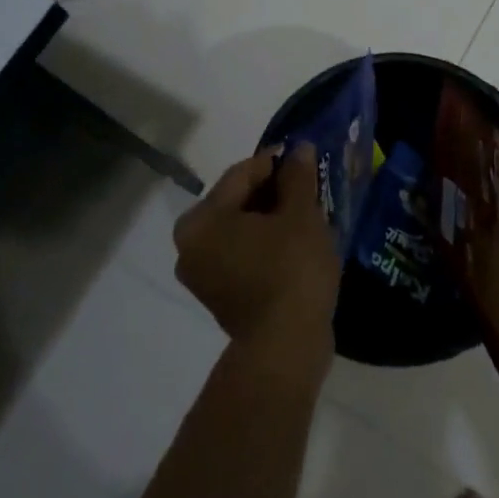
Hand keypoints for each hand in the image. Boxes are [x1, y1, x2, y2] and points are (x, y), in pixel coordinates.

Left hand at [174, 144, 340, 370]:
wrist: (285, 348)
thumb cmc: (290, 270)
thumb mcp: (301, 215)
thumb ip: (297, 177)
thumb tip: (299, 149)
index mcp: (202, 220)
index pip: (241, 174)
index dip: (275, 161)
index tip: (304, 155)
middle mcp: (190, 245)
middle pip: (236, 201)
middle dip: (273, 191)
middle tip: (308, 185)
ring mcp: (201, 274)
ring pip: (240, 229)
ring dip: (270, 217)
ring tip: (306, 212)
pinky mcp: (218, 296)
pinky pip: (241, 254)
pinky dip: (264, 243)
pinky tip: (294, 242)